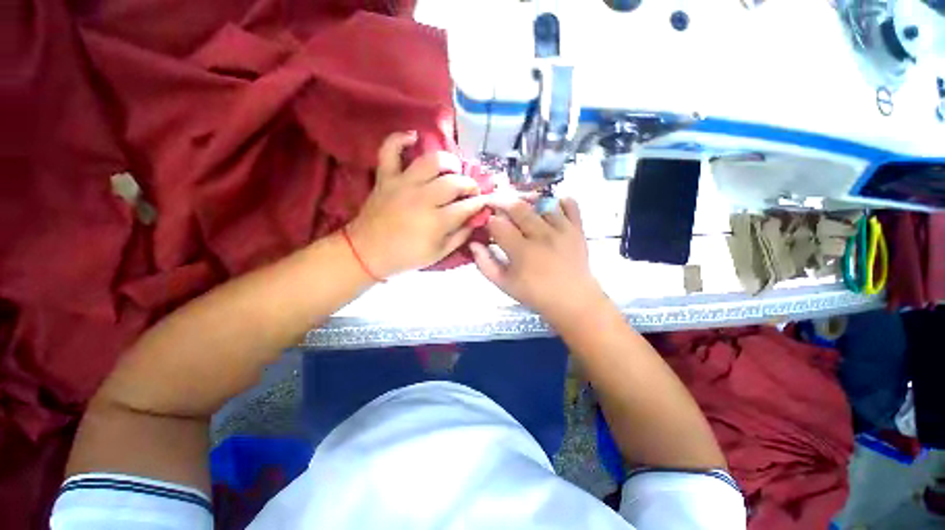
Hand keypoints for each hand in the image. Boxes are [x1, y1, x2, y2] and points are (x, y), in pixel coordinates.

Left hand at [346, 132, 488, 278]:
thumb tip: (475, 219)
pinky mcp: (386, 177)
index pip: (467, 206)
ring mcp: (403, 184)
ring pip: (431, 161)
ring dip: (448, 161)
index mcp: (437, 222)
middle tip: (471, 190)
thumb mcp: (439, 254)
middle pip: (454, 182)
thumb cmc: (406, 256)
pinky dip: (400, 139)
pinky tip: (414, 137)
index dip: (480, 203)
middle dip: (470, 185)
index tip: (484, 202)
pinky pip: (390, 150)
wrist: (367, 252)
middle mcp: (423, 198)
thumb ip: (460, 236)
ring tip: (453, 168)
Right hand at [470, 196, 608, 323]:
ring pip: (541, 201)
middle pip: (517, 206)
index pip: (498, 224)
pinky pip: (569, 203)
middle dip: (501, 201)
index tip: (486, 222)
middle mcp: (542, 236)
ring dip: (526, 199)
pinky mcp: (577, 228)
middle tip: (496, 204)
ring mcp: (563, 229)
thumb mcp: (504, 284)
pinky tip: (548, 208)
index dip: (488, 219)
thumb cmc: (535, 294)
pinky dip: (557, 200)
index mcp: (522, 252)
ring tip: (520, 206)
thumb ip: (485, 264)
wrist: (573, 301)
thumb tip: (473, 243)